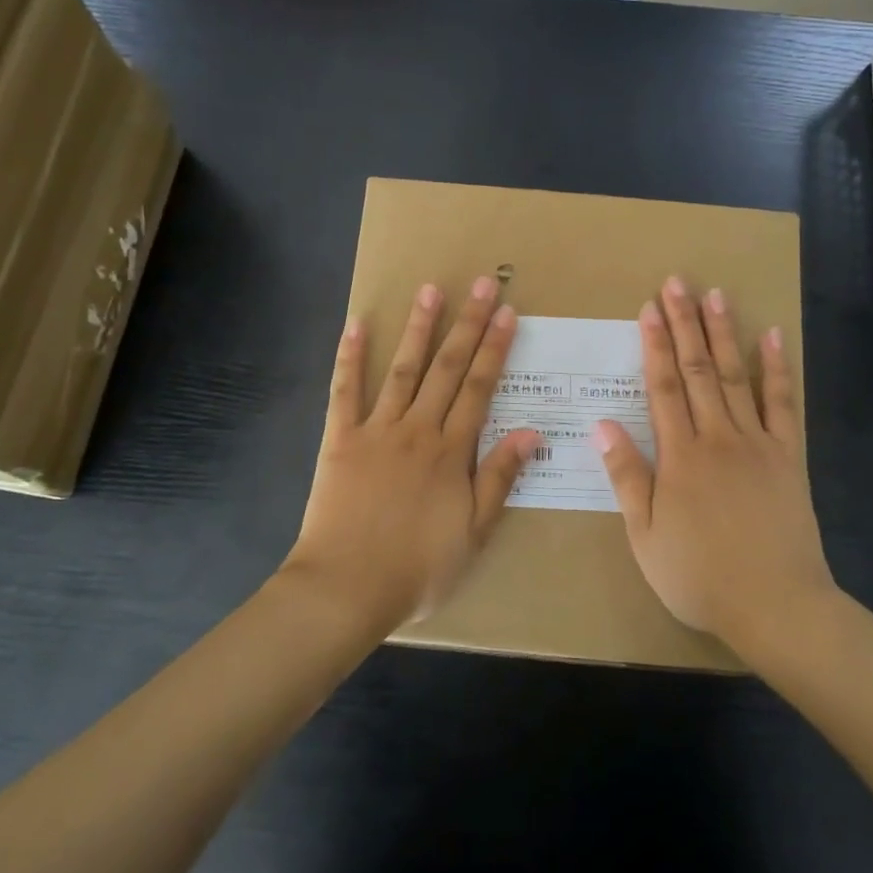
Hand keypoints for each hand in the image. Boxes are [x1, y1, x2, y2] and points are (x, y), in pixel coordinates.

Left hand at [286, 276, 540, 629]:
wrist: (347, 588)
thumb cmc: (418, 569)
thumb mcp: (474, 533)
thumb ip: (500, 479)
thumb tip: (531, 432)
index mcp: (451, 452)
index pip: (480, 388)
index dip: (494, 348)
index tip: (506, 313)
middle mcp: (418, 429)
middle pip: (447, 369)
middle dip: (466, 325)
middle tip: (480, 284)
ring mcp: (376, 430)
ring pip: (402, 370)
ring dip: (419, 329)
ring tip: (430, 290)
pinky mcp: (340, 439)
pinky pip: (345, 391)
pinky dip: (350, 356)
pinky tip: (357, 324)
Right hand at [594, 277, 833, 647]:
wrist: (775, 605)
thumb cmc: (699, 576)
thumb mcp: (645, 535)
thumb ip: (626, 476)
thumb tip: (602, 425)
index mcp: (679, 456)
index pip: (663, 388)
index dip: (654, 346)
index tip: (648, 309)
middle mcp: (718, 437)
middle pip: (699, 370)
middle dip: (685, 324)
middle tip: (678, 283)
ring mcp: (757, 443)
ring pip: (737, 376)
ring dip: (725, 333)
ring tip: (716, 295)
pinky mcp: (788, 456)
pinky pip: (783, 404)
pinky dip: (779, 368)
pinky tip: (774, 337)